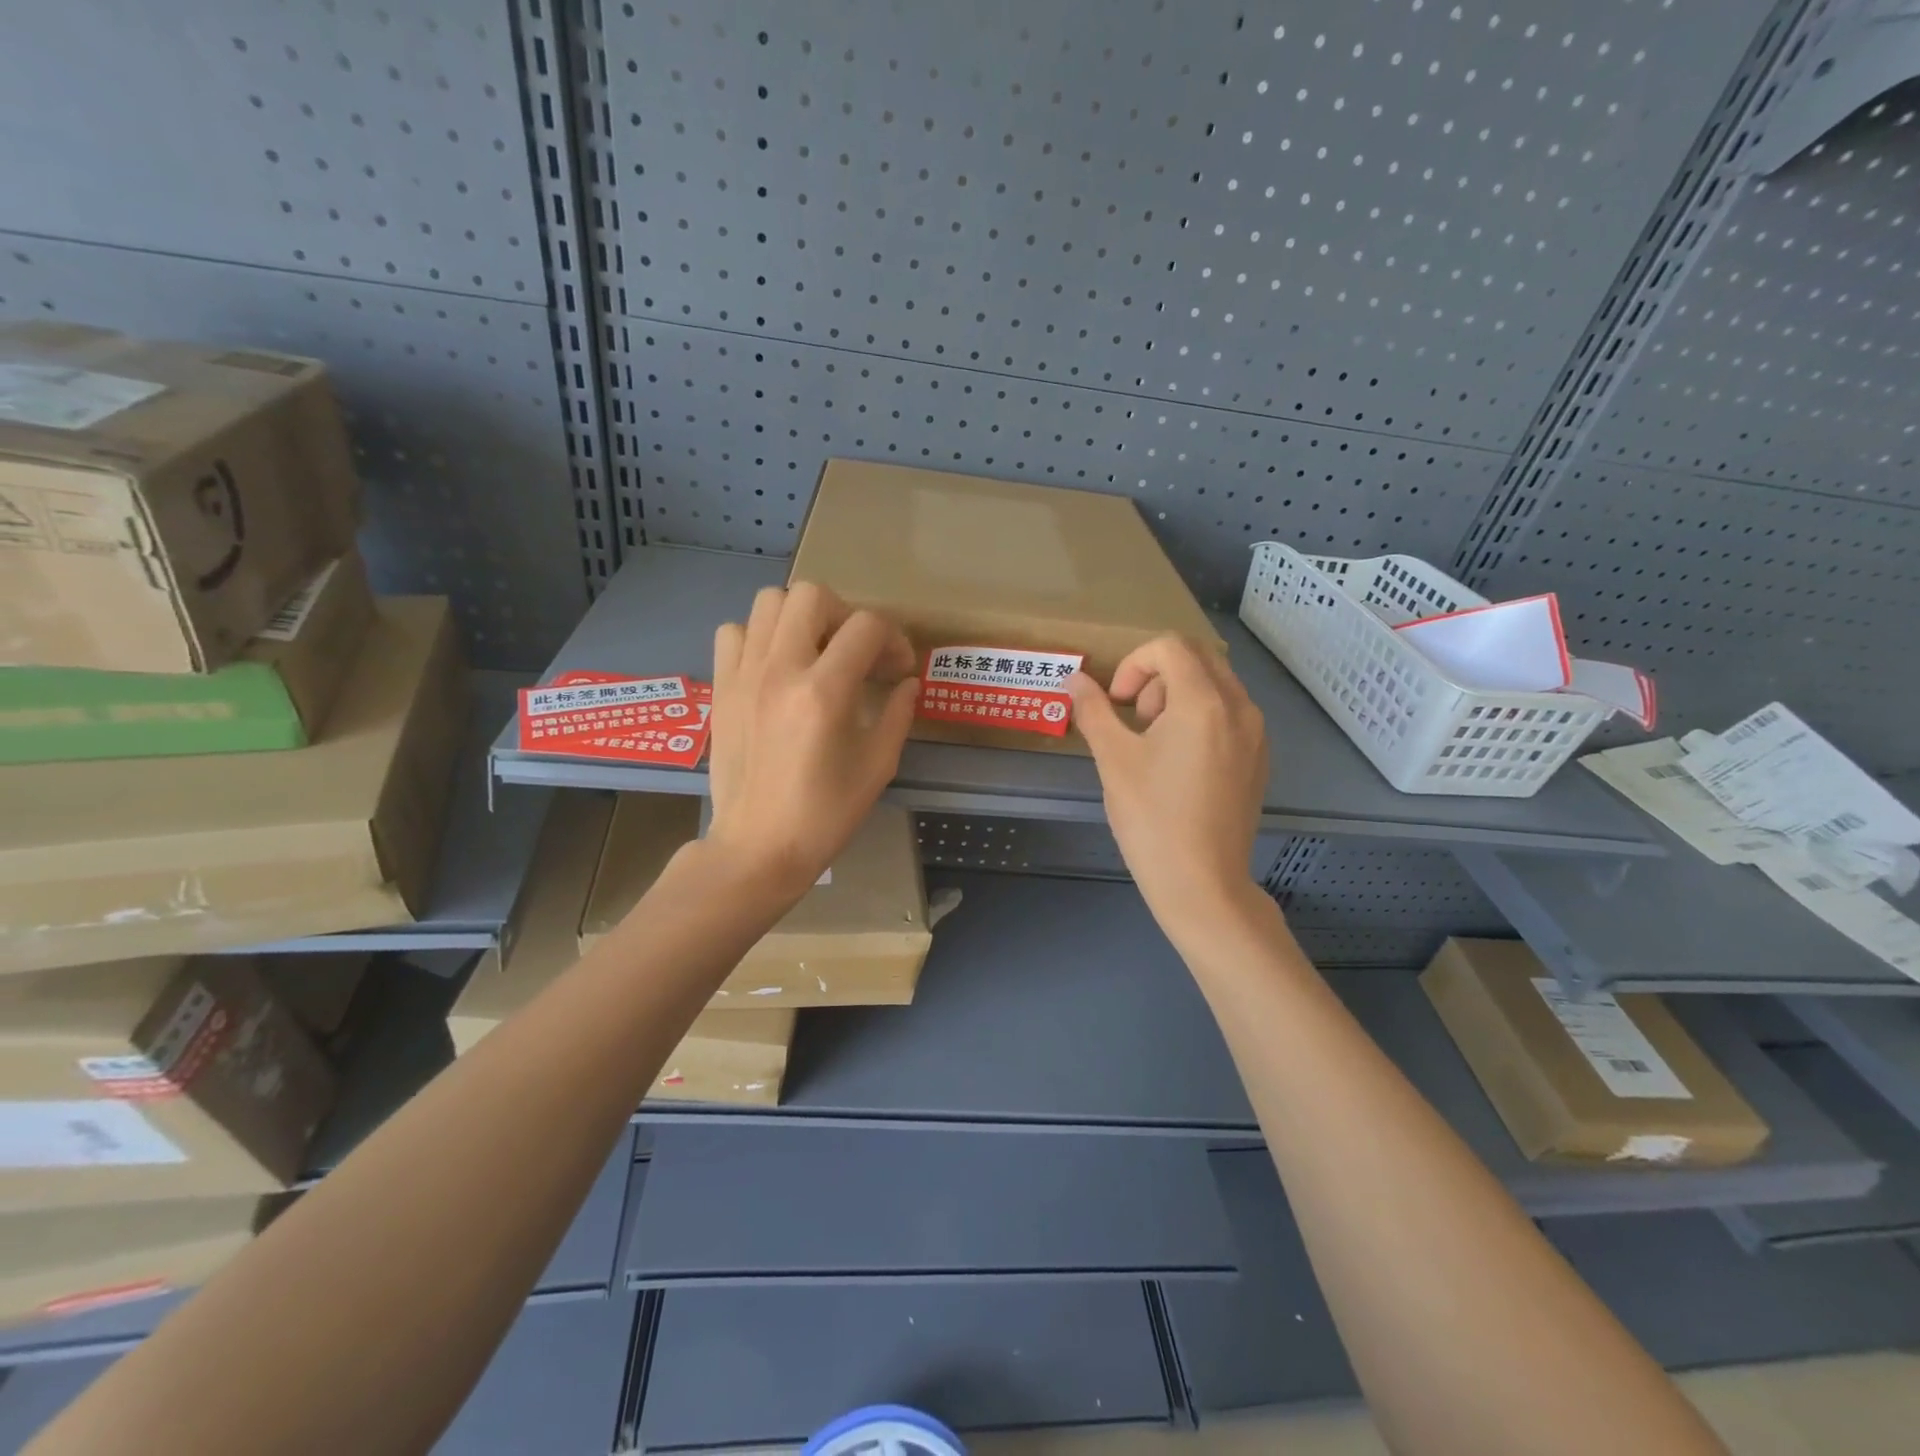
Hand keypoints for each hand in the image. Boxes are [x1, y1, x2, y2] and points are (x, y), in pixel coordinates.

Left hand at [707, 582, 918, 895]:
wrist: (757, 847)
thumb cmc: (824, 815)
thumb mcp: (877, 767)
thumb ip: (898, 714)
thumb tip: (907, 682)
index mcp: (824, 692)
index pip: (866, 627)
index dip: (893, 639)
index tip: (898, 669)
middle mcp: (780, 670)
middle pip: (813, 595)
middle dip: (845, 615)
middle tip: (855, 653)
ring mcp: (743, 675)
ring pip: (769, 601)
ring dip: (800, 618)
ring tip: (814, 652)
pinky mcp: (721, 687)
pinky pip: (734, 632)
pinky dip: (758, 637)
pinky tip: (774, 667)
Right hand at [1067, 637, 1269, 938]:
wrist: (1202, 884)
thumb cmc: (1152, 819)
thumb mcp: (1113, 760)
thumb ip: (1094, 710)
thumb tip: (1074, 679)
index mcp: (1203, 702)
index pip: (1169, 646)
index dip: (1134, 664)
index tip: (1119, 704)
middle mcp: (1239, 707)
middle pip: (1197, 658)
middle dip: (1157, 676)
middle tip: (1135, 720)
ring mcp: (1256, 733)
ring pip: (1216, 684)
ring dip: (1179, 694)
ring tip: (1155, 741)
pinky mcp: (1260, 758)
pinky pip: (1230, 713)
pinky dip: (1201, 716)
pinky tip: (1180, 762)